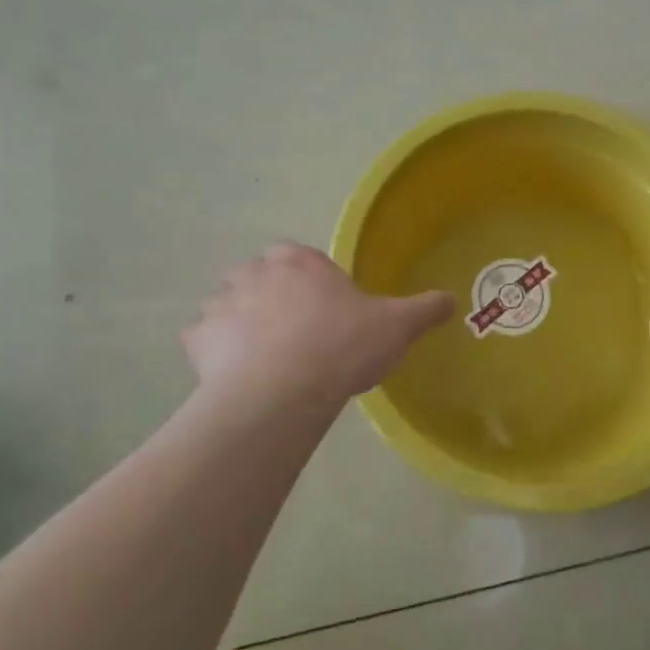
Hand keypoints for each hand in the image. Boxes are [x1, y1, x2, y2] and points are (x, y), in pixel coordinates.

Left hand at [183, 243, 453, 407]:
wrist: (283, 393)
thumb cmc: (342, 347)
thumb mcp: (396, 326)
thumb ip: (423, 309)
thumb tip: (451, 299)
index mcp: (299, 261)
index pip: (298, 256)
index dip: (308, 280)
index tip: (322, 308)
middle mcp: (255, 272)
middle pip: (258, 276)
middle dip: (269, 296)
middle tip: (293, 332)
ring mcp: (222, 304)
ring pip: (226, 304)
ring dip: (238, 321)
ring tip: (261, 356)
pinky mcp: (198, 340)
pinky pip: (203, 339)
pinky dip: (214, 351)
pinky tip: (233, 374)